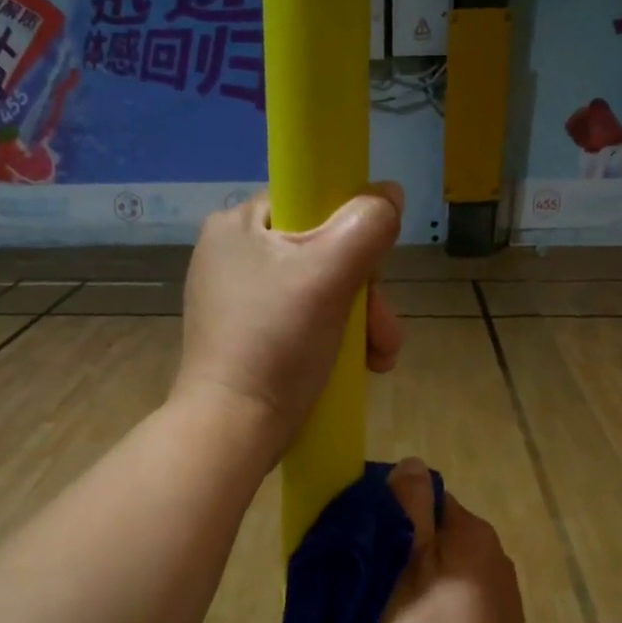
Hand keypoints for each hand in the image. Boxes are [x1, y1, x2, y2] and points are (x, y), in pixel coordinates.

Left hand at [175, 183, 404, 459]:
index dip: (350, 229)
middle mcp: (232, 256)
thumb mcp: (328, 275)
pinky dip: (335, 340)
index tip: (371, 269)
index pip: (308, 200)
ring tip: (379, 360)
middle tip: (382, 334)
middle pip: (321, 253)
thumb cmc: (276, 343)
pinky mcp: (247, 339)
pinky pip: (303, 322)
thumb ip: (365, 226)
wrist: (234, 429)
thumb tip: (389, 193)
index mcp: (237, 225)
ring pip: (319, 292)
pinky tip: (359, 367)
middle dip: (365, 295)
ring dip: (360, 323)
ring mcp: (237, 301)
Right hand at [374, 459, 527, 622]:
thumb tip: (413, 462)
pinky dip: (447, 608)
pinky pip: (467, 602)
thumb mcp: (402, 560)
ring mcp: (506, 596)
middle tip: (377, 579)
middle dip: (413, 547)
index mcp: (474, 533)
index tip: (370, 543)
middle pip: (443, 536)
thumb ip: (409, 506)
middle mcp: (498, 555)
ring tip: (399, 610)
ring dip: (430, 579)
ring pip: (455, 570)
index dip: (396, 515)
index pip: (430, 500)